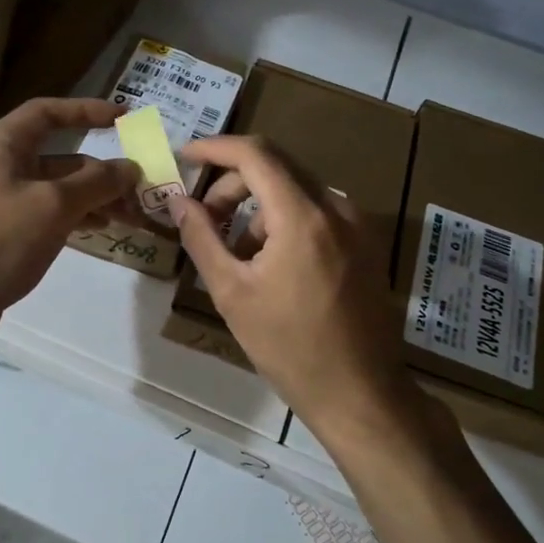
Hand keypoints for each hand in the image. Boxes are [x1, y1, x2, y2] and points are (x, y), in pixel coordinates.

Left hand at [0, 98, 137, 347]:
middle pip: (59, 156)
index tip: (123, 118)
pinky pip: (47, 213)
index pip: (48, 113)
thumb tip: (130, 167)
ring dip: (94, 197)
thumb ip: (96, 182)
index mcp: (2, 146)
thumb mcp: (53, 206)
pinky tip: (101, 229)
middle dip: (101, 170)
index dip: (86, 110)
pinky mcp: (3, 232)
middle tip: (139, 189)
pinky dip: (75, 216)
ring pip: (57, 188)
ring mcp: (0, 201)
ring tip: (131, 216)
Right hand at [172, 135, 409, 438]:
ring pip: (295, 188)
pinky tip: (269, 261)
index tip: (184, 156)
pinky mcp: (365, 242)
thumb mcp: (232, 293)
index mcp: (303, 217)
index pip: (255, 154)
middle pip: (275, 166)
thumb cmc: (289, 347)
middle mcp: (336, 208)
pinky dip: (283, 219)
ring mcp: (357, 224)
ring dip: (257, 205)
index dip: (215, 148)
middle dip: (232, 182)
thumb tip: (178, 201)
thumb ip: (201, 238)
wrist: (361, 394)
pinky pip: (316, 210)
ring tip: (236, 253)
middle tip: (203, 217)